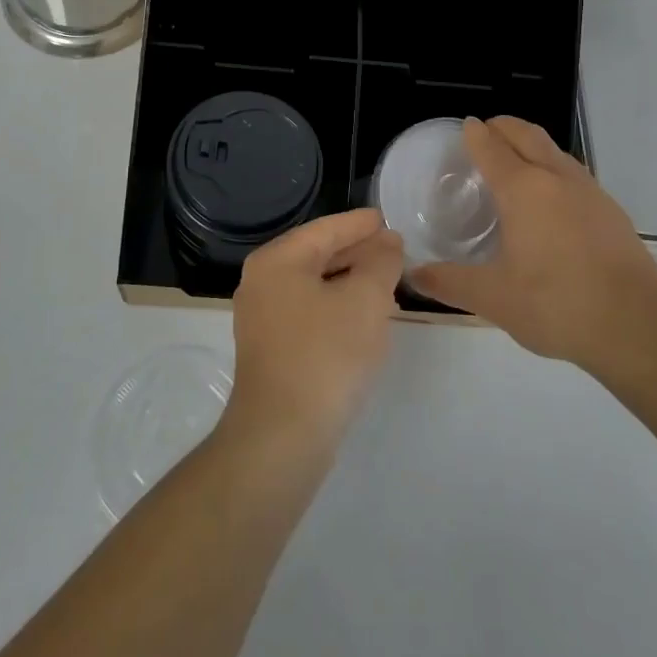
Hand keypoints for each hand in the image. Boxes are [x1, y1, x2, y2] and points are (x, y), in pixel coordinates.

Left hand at [222, 208, 403, 456]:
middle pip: (317, 254)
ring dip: (349, 280)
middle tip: (394, 249)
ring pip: (314, 285)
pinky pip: (310, 311)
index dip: (360, 224)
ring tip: (386, 279)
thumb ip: (380, 262)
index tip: (388, 219)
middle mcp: (262, 281)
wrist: (282, 437)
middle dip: (357, 251)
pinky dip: (337, 306)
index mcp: (277, 260)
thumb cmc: (325, 355)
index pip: (325, 229)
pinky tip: (363, 318)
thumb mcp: (365, 300)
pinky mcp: (271, 349)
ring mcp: (262, 318)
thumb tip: (387, 242)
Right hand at [410, 118, 656, 382]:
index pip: (492, 146)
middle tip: (486, 132)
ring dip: (531, 144)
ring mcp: (589, 191)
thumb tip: (414, 275)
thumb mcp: (494, 299)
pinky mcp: (612, 210)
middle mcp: (556, 178)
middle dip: (503, 126)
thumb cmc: (557, 305)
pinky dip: (554, 168)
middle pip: (526, 134)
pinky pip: (574, 173)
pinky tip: (553, 199)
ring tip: (516, 161)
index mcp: (522, 190)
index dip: (475, 133)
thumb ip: (451, 283)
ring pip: (554, 150)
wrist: (638, 327)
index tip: (465, 127)